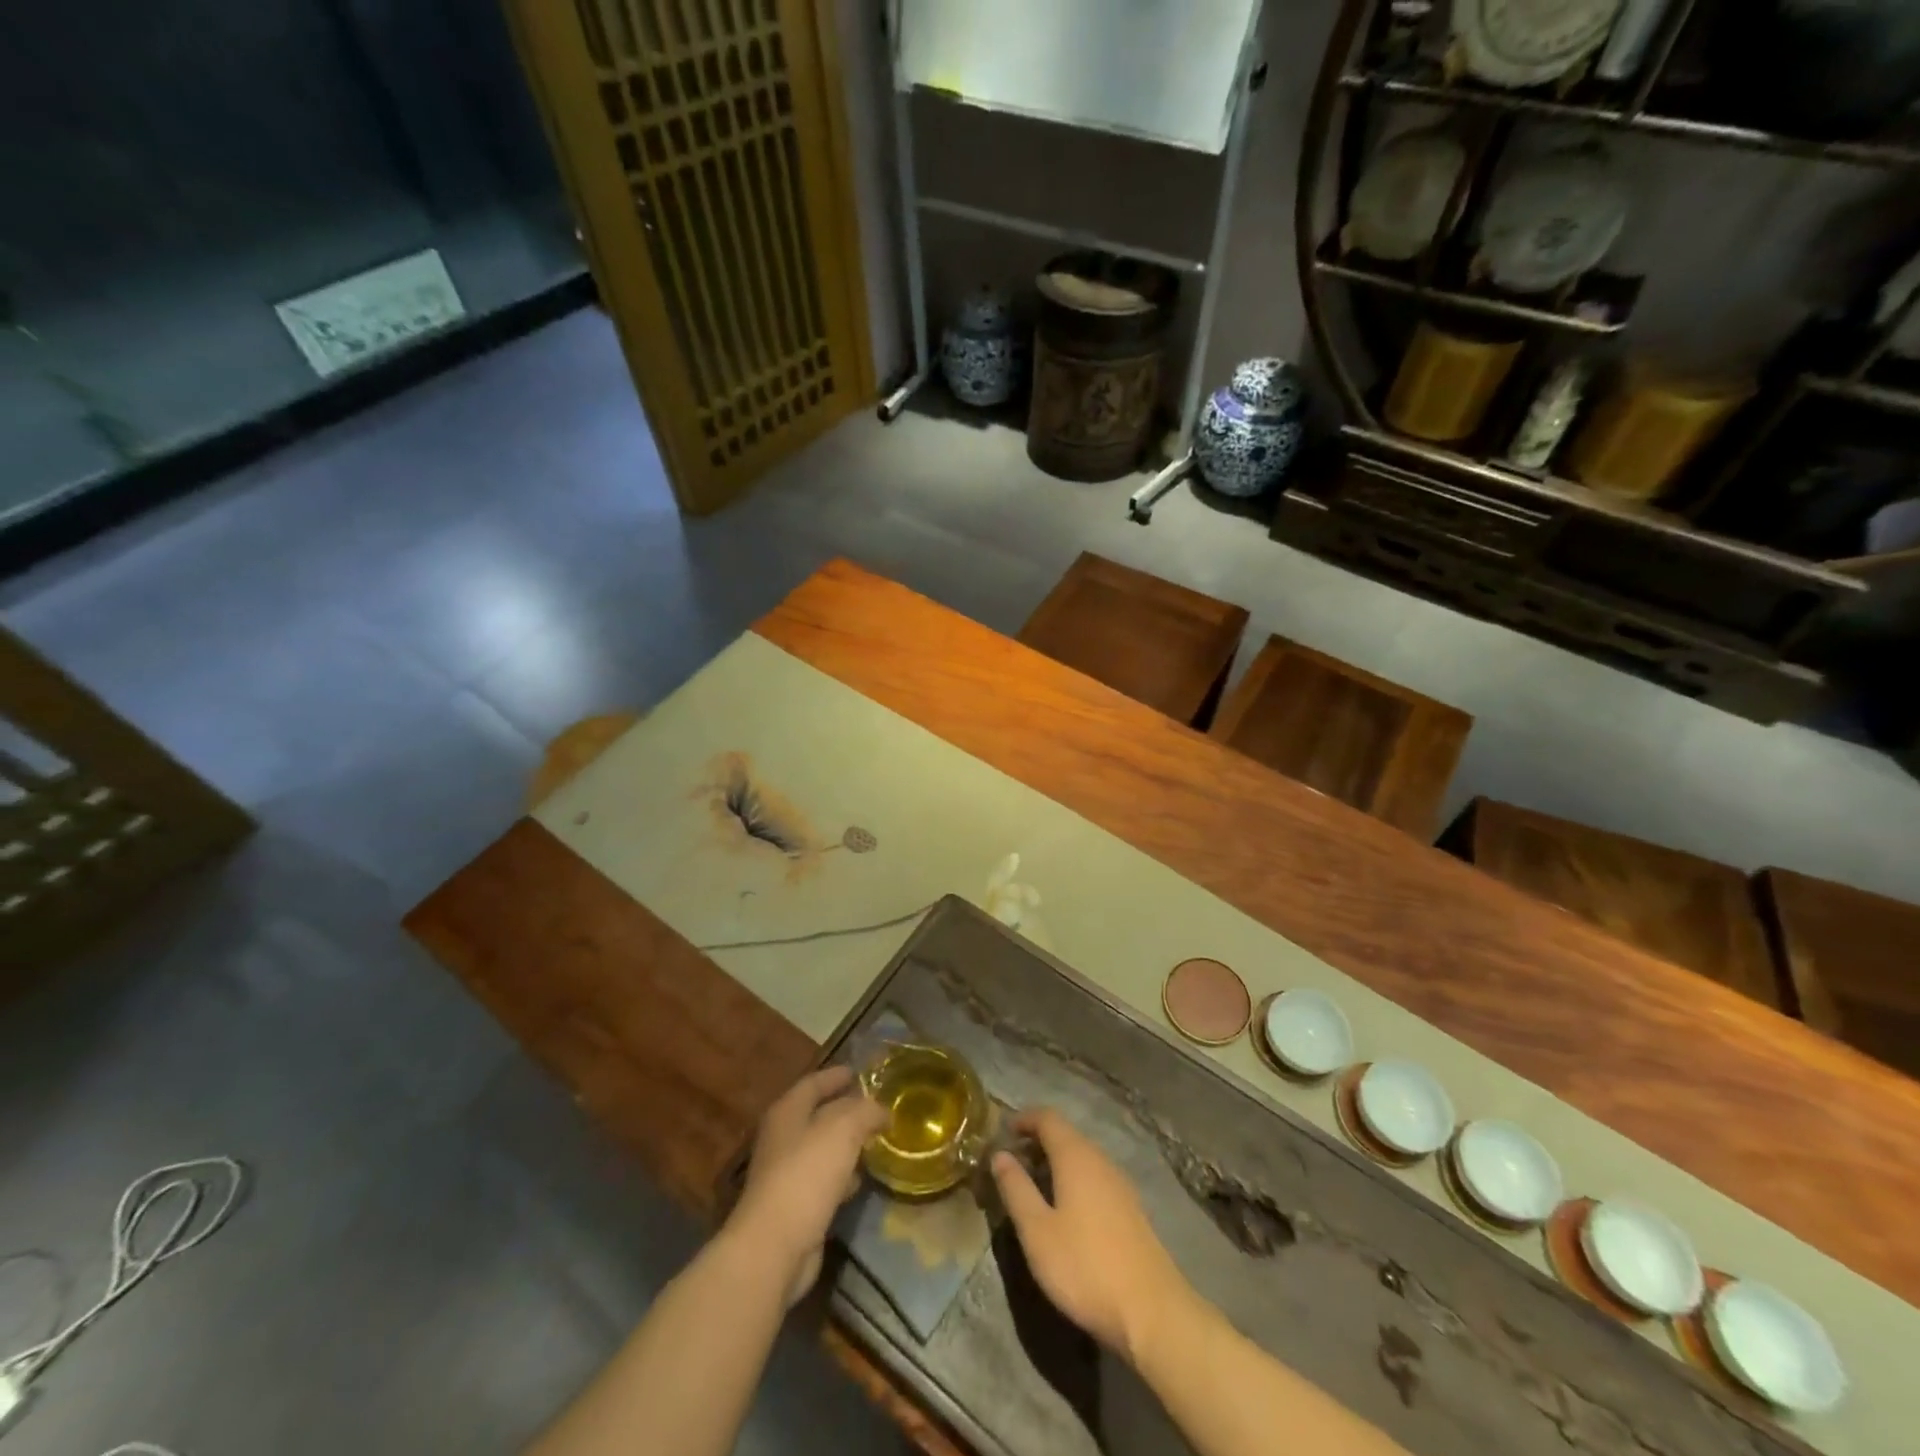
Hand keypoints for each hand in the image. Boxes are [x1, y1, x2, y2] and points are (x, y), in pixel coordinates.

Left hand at [728, 1066, 886, 1305]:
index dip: (837, 1075)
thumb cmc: (806, 1174)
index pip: (814, 1082)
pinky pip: (823, 1180)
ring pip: (822, 1149)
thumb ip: (866, 1111)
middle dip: (846, 1110)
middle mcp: (782, 1138)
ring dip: (846, 1144)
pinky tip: (860, 1180)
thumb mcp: (844, 1129)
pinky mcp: (794, 1206)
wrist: (774, 1247)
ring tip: (875, 1141)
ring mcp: (785, 1174)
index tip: (860, 1073)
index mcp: (787, 1111)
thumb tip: (882, 1110)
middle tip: (875, 1107)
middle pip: (818, 1115)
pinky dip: (842, 1176)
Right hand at [990, 1108, 1193, 1367]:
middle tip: (1012, 1165)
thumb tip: (999, 1155)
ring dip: (1055, 1163)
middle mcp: (1100, 1160)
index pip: (1047, 1117)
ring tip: (1033, 1188)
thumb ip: (1016, 1188)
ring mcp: (1120, 1184)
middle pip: (1066, 1135)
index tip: (1002, 1133)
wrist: (1153, 1311)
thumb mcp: (1037, 1232)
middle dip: (1037, 1143)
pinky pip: (1095, 1178)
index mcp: (1076, 1156)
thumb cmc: (1085, 1267)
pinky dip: (1074, 1181)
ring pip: (1082, 1158)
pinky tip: (1065, 1211)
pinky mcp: (1131, 1209)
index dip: (1024, 1119)